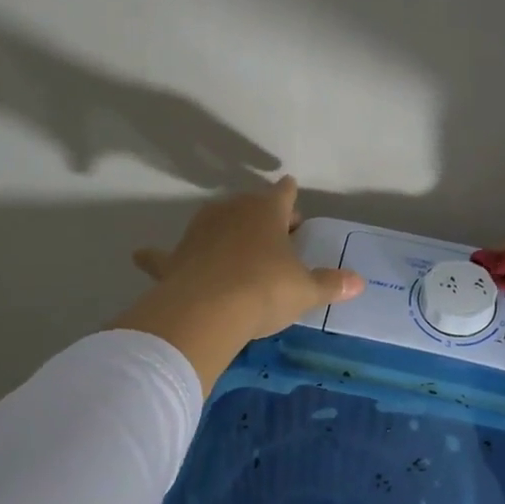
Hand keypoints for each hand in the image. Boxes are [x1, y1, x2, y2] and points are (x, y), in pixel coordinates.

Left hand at [115, 177, 362, 389]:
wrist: (207, 309)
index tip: (292, 194)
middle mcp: (231, 212)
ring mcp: (198, 231)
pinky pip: (164, 254)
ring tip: (234, 247)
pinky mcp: (174, 257)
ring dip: (224, 231)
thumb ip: (330, 284)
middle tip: (276, 235)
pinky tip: (145, 255)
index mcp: (267, 212)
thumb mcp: (305, 291)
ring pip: (213, 223)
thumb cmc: (265, 290)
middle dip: (262, 216)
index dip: (290, 196)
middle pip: (249, 205)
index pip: (283, 194)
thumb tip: (360, 282)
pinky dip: (158, 256)